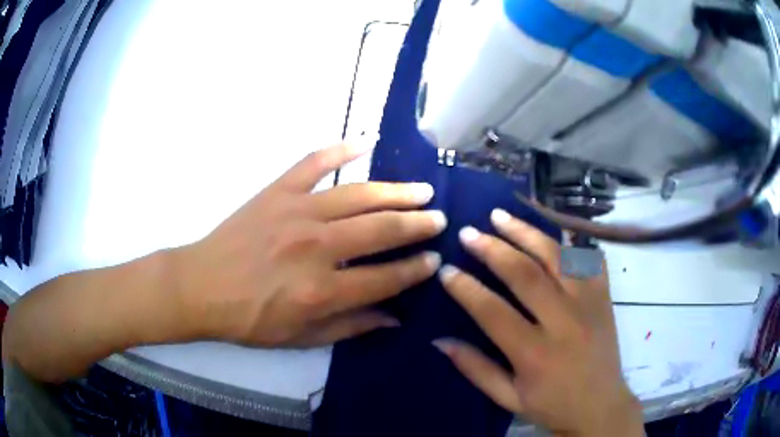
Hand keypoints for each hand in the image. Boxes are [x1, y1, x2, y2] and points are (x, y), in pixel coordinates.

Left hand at [173, 142, 445, 346]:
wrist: (202, 287)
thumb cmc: (250, 319)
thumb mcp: (301, 338)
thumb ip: (351, 327)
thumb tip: (394, 317)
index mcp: (322, 291)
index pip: (386, 278)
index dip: (415, 269)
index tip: (434, 260)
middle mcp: (316, 248)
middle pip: (381, 230)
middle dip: (417, 225)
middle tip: (439, 219)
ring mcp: (296, 213)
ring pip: (358, 195)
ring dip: (395, 192)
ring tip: (421, 190)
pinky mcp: (277, 192)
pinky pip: (313, 164)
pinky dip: (339, 150)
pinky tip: (363, 143)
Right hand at [433, 210, 642, 436]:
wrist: (601, 406)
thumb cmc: (553, 406)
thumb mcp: (508, 398)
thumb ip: (475, 369)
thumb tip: (440, 340)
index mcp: (535, 353)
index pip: (493, 312)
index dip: (466, 288)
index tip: (446, 270)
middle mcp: (563, 322)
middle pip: (525, 274)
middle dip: (492, 249)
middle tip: (468, 232)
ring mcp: (589, 304)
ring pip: (556, 257)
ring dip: (526, 232)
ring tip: (500, 216)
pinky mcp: (604, 297)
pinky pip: (588, 259)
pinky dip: (569, 241)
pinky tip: (550, 230)